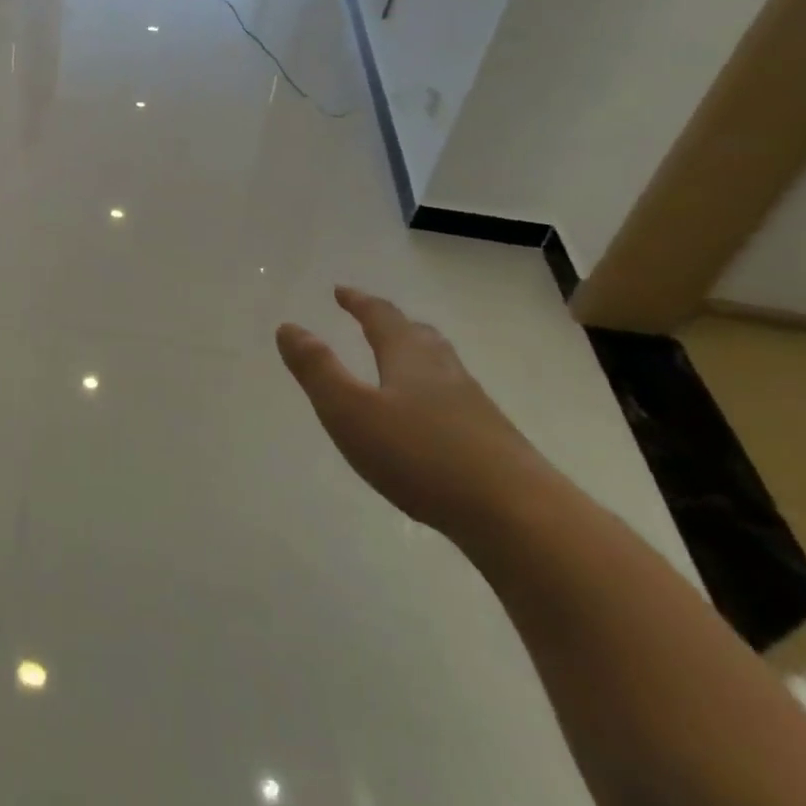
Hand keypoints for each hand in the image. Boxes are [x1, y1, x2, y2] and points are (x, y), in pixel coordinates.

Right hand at [275, 287, 551, 537]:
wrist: (516, 514)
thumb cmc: (420, 455)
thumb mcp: (349, 411)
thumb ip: (317, 369)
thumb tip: (288, 326)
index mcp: (409, 358)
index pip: (381, 317)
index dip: (359, 302)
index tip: (340, 291)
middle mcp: (444, 372)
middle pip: (418, 336)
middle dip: (391, 324)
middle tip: (371, 319)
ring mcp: (474, 406)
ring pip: (440, 367)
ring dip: (415, 356)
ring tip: (399, 362)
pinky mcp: (491, 440)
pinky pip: (453, 400)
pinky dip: (432, 394)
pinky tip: (428, 420)